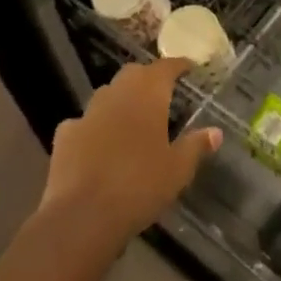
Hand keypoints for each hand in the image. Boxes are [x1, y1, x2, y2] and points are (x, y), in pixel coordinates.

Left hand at [39, 58, 221, 248]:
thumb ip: (196, 146)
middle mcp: (117, 93)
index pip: (166, 67)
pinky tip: (97, 143)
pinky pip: (83, 122)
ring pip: (108, 94)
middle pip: (134, 74)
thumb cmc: (140, 185)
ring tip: (132, 117)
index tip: (189, 67)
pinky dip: (93, 127)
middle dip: (148, 78)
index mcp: (148, 93)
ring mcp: (88, 112)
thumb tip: (215, 132)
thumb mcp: (178, 169)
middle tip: (161, 92)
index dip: (179, 65)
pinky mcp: (65, 135)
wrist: (83, 215)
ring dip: (120, 100)